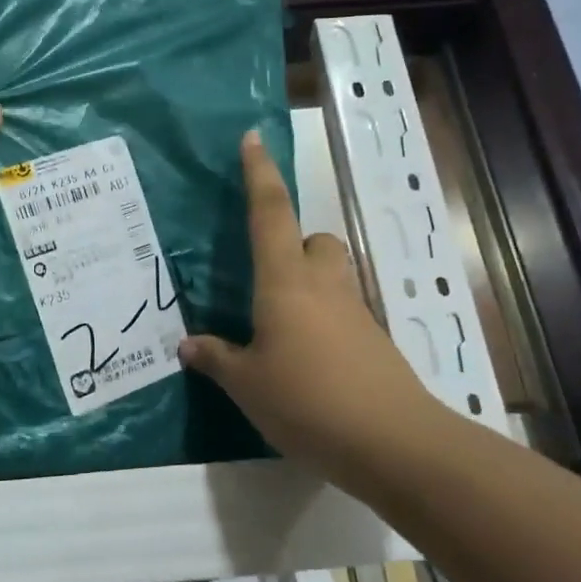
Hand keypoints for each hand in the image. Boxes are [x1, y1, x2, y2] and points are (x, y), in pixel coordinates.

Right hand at [178, 131, 441, 492]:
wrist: (392, 443)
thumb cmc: (307, 400)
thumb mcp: (248, 385)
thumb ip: (217, 359)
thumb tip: (188, 345)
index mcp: (285, 281)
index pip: (271, 212)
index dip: (260, 174)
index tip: (253, 138)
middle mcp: (323, 285)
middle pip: (315, 239)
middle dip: (294, 244)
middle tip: (266, 277)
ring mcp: (354, 312)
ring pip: (332, 275)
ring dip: (308, 283)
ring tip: (279, 326)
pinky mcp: (374, 342)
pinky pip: (342, 313)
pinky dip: (322, 322)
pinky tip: (305, 361)